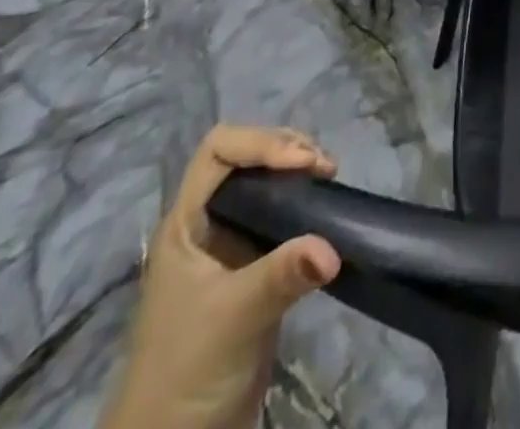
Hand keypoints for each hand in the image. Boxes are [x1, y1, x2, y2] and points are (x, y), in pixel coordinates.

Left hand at [100, 127, 339, 428]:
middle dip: (287, 150)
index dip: (262, 144)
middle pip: (246, 157)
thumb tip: (333, 249)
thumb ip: (281, 276)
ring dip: (299, 172)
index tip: (303, 164)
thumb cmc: (186, 374)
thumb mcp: (233, 320)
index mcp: (186, 224)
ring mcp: (229, 247)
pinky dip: (305, 203)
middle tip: (324, 169)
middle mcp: (206, 225)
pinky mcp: (252, 269)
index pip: (219, 150)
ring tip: (328, 181)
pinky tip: (325, 213)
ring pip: (265, 182)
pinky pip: (281, 215)